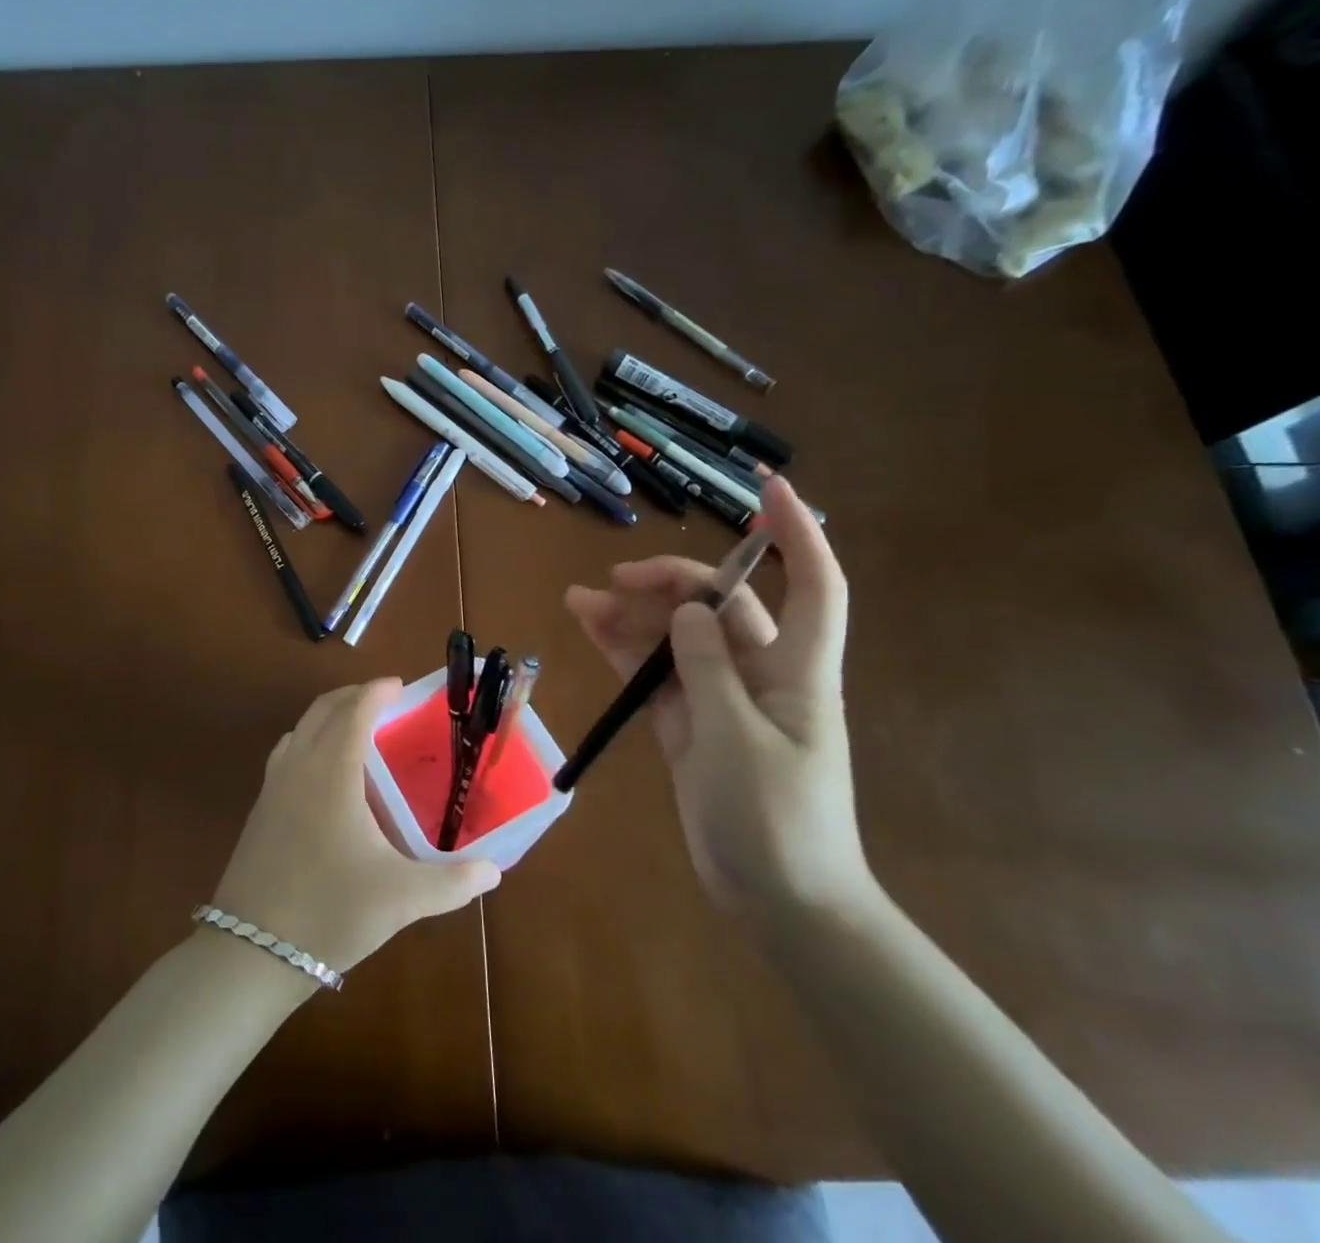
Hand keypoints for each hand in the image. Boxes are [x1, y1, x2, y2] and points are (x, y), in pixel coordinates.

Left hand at [211, 681, 500, 973]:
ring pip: (299, 729)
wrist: (251, 952)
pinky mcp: (260, 809)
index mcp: (332, 772)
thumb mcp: (401, 898)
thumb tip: (494, 871)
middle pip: (322, 710)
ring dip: (327, 716)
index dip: (377, 692)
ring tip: (355, 730)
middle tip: (383, 700)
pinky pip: (286, 754)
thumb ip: (452, 882)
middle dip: (352, 695)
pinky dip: (308, 741)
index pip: (354, 711)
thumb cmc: (331, 911)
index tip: (399, 685)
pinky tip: (324, 775)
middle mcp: (299, 766)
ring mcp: (272, 786)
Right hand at [565, 476, 870, 920]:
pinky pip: (657, 674)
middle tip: (615, 581)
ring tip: (578, 601)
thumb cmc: (775, 820)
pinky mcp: (692, 724)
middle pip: (720, 604)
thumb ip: (708, 668)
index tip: (769, 489)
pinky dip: (626, 652)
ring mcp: (722, 698)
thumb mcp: (736, 739)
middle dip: (671, 582)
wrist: (780, 903)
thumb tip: (688, 609)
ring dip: (633, 617)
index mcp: (796, 669)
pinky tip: (591, 630)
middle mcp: (761, 672)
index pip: (813, 584)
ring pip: (678, 637)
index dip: (797, 533)